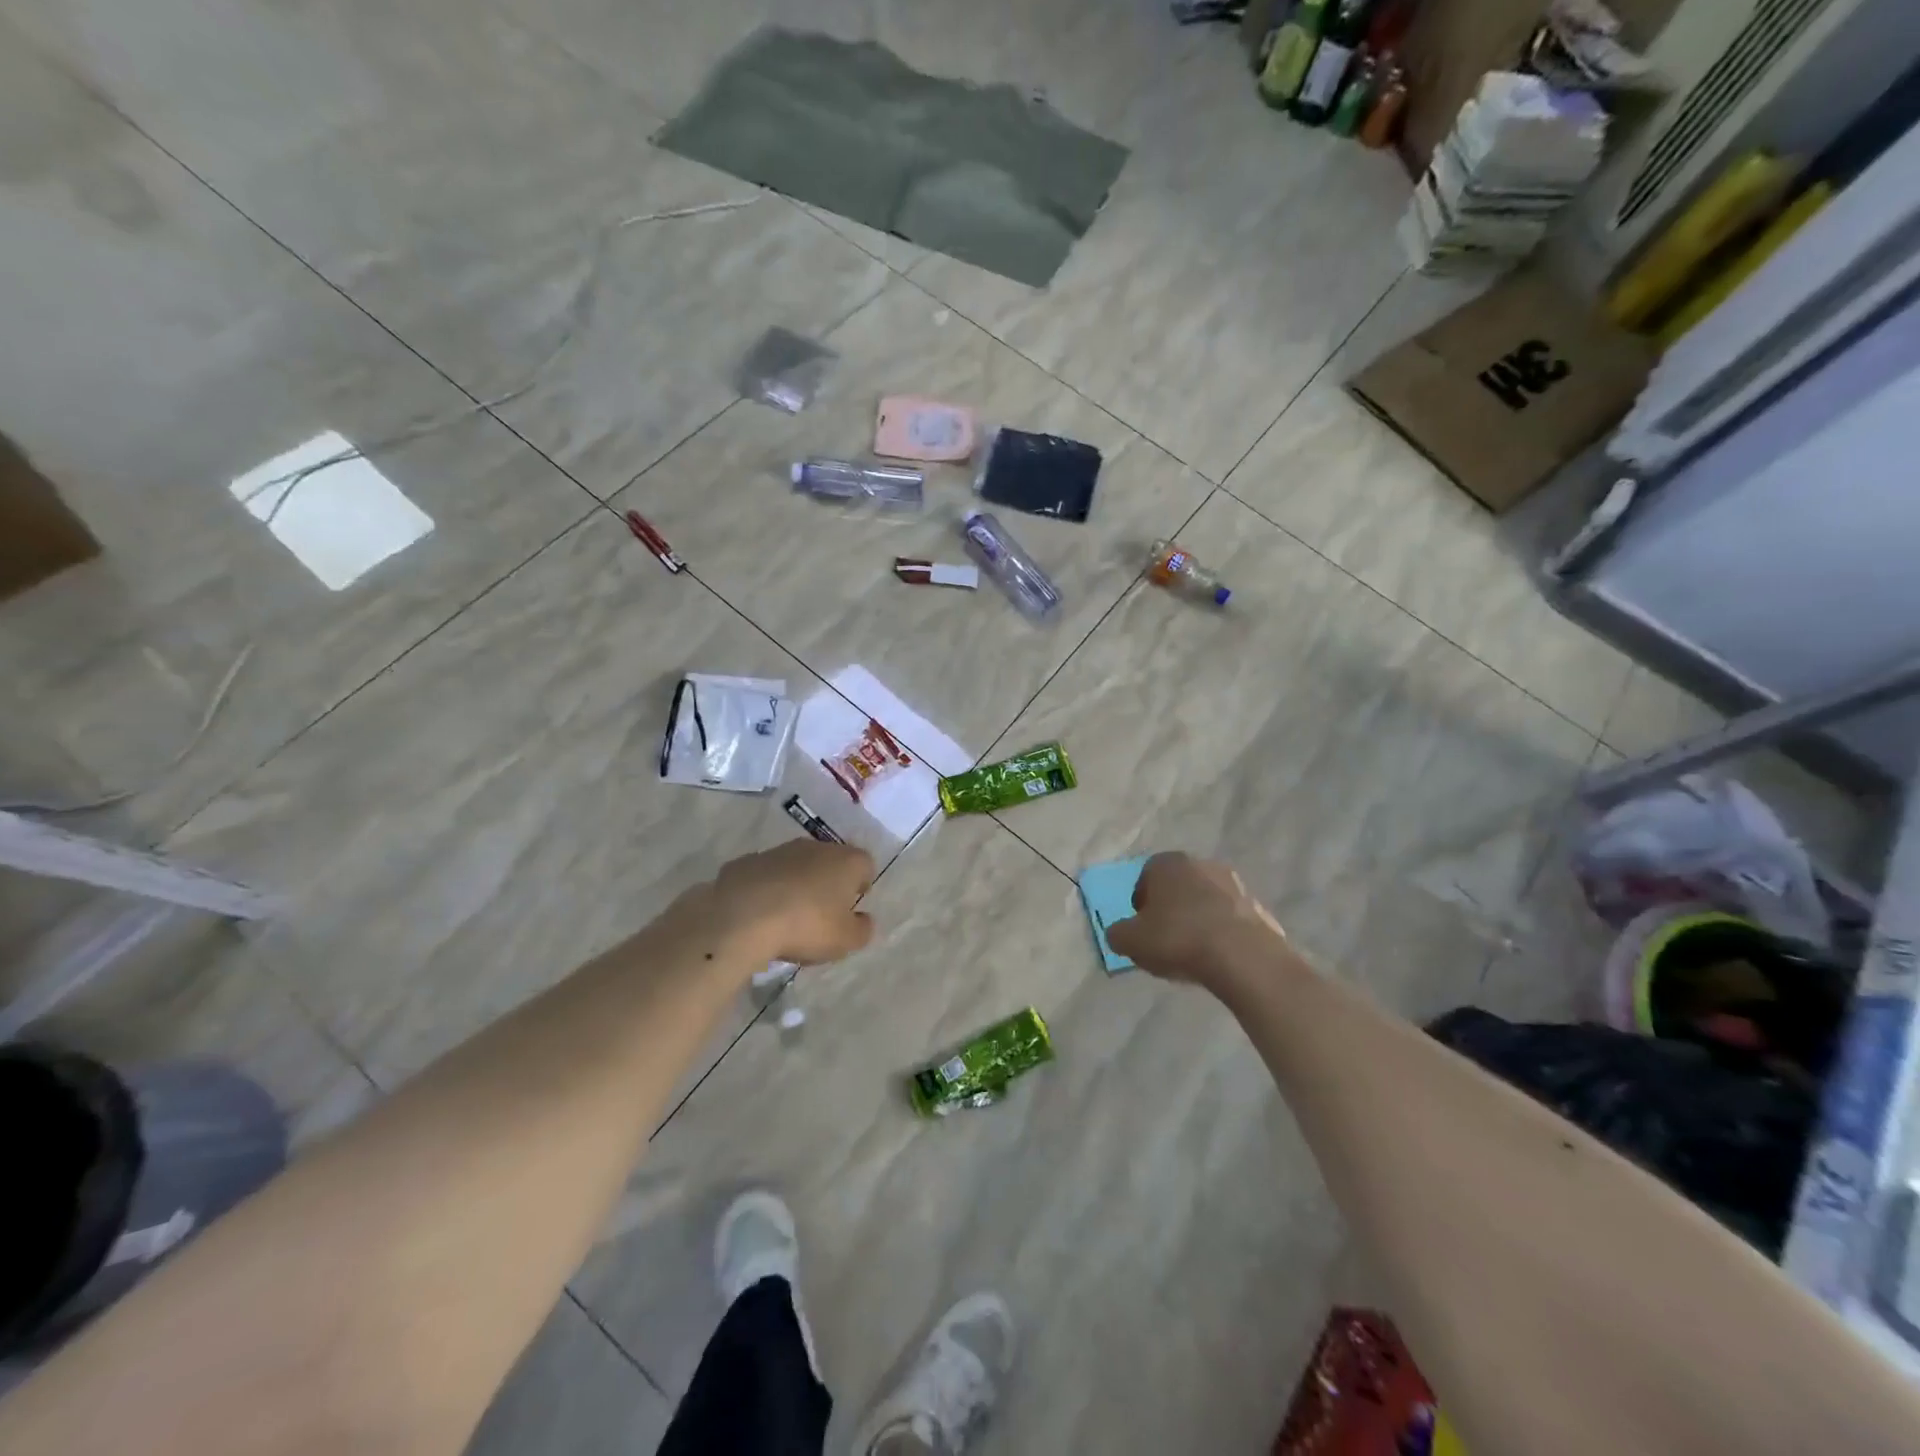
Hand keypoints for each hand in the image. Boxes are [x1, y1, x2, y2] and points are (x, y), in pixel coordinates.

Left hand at [713, 839, 876, 965]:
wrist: (742, 917)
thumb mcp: (845, 940)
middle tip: (822, 911)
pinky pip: (765, 874)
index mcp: (846, 861)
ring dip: (796, 883)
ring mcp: (778, 851)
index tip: (853, 903)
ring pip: (796, 865)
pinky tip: (759, 913)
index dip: (861, 883)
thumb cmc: (806, 926)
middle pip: (830, 861)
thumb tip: (864, 919)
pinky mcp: (747, 861)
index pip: (865, 864)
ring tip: (788, 915)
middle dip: (828, 881)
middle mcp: (815, 847)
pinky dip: (766, 888)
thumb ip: (862, 929)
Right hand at [1105, 852, 1287, 990]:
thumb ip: (1118, 934)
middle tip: (1166, 940)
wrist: (1242, 957)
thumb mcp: (1130, 941)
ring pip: (1205, 901)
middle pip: (1178, 887)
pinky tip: (1218, 958)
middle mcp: (1201, 864)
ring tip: (1193, 953)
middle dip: (1171, 909)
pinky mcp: (1258, 907)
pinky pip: (1229, 920)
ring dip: (1198, 920)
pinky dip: (1222, 933)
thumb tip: (1120, 933)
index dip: (1141, 905)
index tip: (1142, 929)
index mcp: (1167, 863)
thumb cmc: (1178, 938)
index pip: (1145, 877)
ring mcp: (1234, 884)